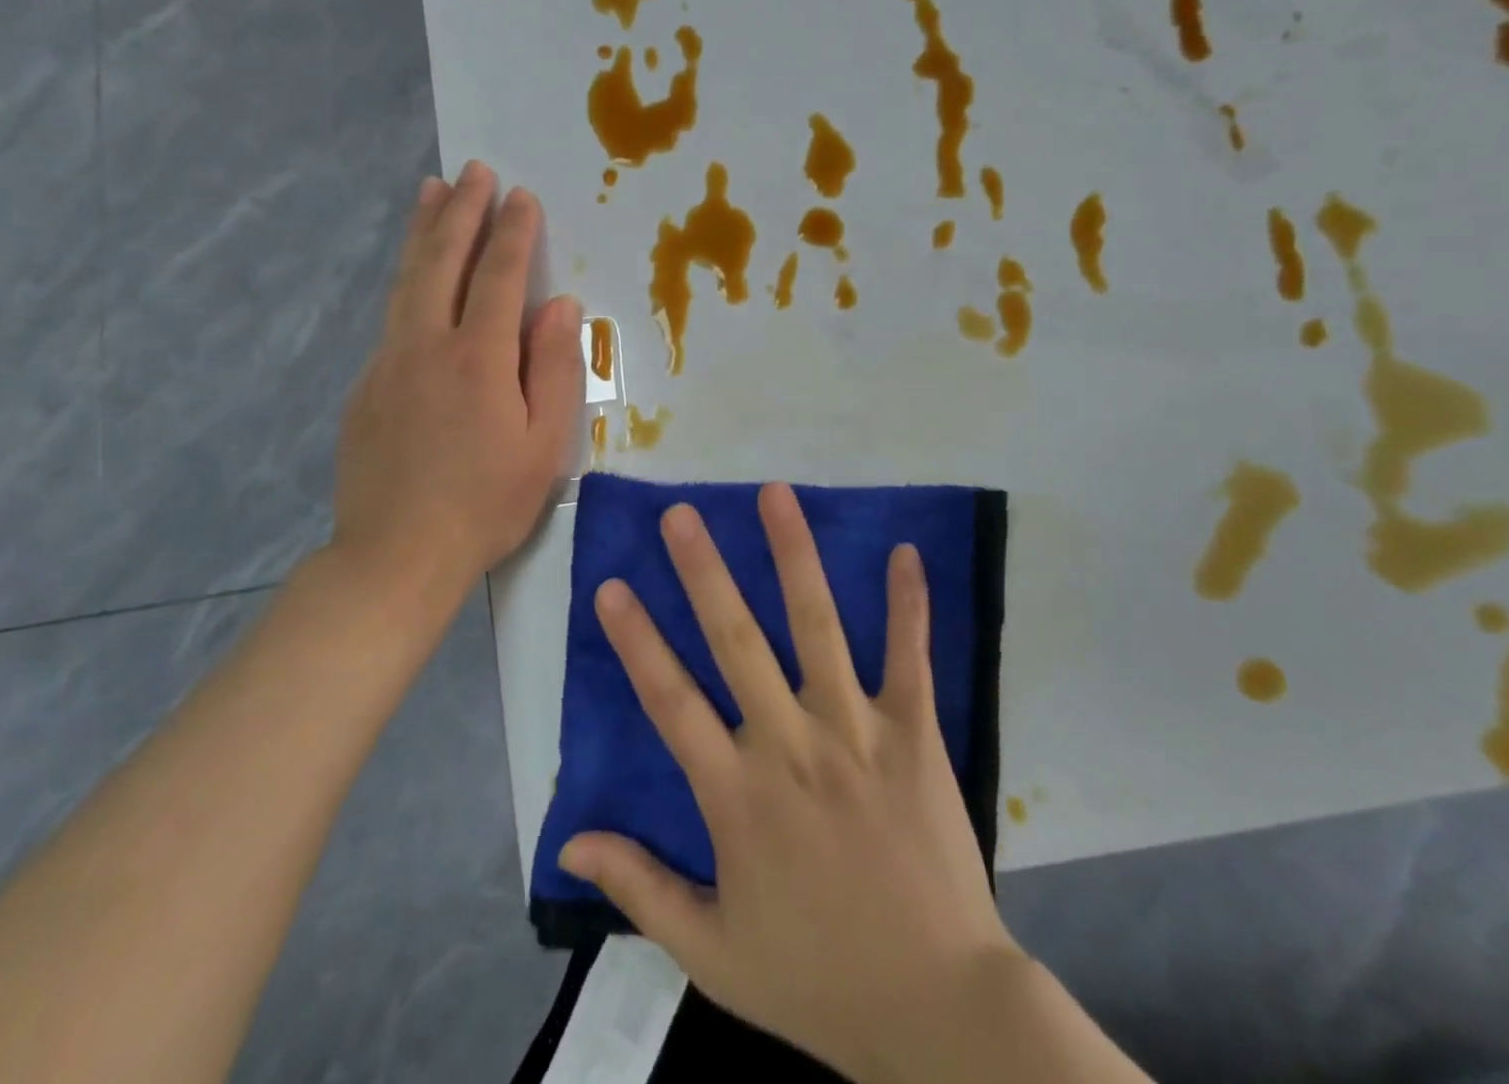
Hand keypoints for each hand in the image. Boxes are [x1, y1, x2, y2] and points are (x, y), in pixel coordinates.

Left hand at [327, 162, 581, 607]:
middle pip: (443, 261)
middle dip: (462, 211)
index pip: (498, 276)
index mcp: (478, 358)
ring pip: (407, 280)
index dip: (513, 232)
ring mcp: (388, 363)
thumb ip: (554, 368)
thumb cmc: (487, 504)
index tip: (522, 196)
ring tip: (431, 190)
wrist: (397, 555)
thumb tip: (560, 305)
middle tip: (474, 171)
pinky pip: (392, 317)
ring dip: (423, 231)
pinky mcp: (365, 386)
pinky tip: (415, 276)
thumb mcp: (544, 444)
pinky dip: (407, 280)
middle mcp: (426, 345)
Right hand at [557, 484, 1019, 1083]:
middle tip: (681, 515)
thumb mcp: (712, 951)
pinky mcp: (915, 736)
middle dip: (704, 573)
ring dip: (794, 558)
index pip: (670, 702)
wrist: (938, 1012)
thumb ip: (640, 886)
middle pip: (736, 643)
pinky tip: (903, 551)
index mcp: (736, 796)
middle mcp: (790, 747)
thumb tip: (570, 840)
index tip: (611, 586)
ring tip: (775, 495)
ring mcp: (856, 734)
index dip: (636, 642)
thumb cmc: (817, 977)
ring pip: (818, 628)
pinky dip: (907, 604)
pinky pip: (910, 659)